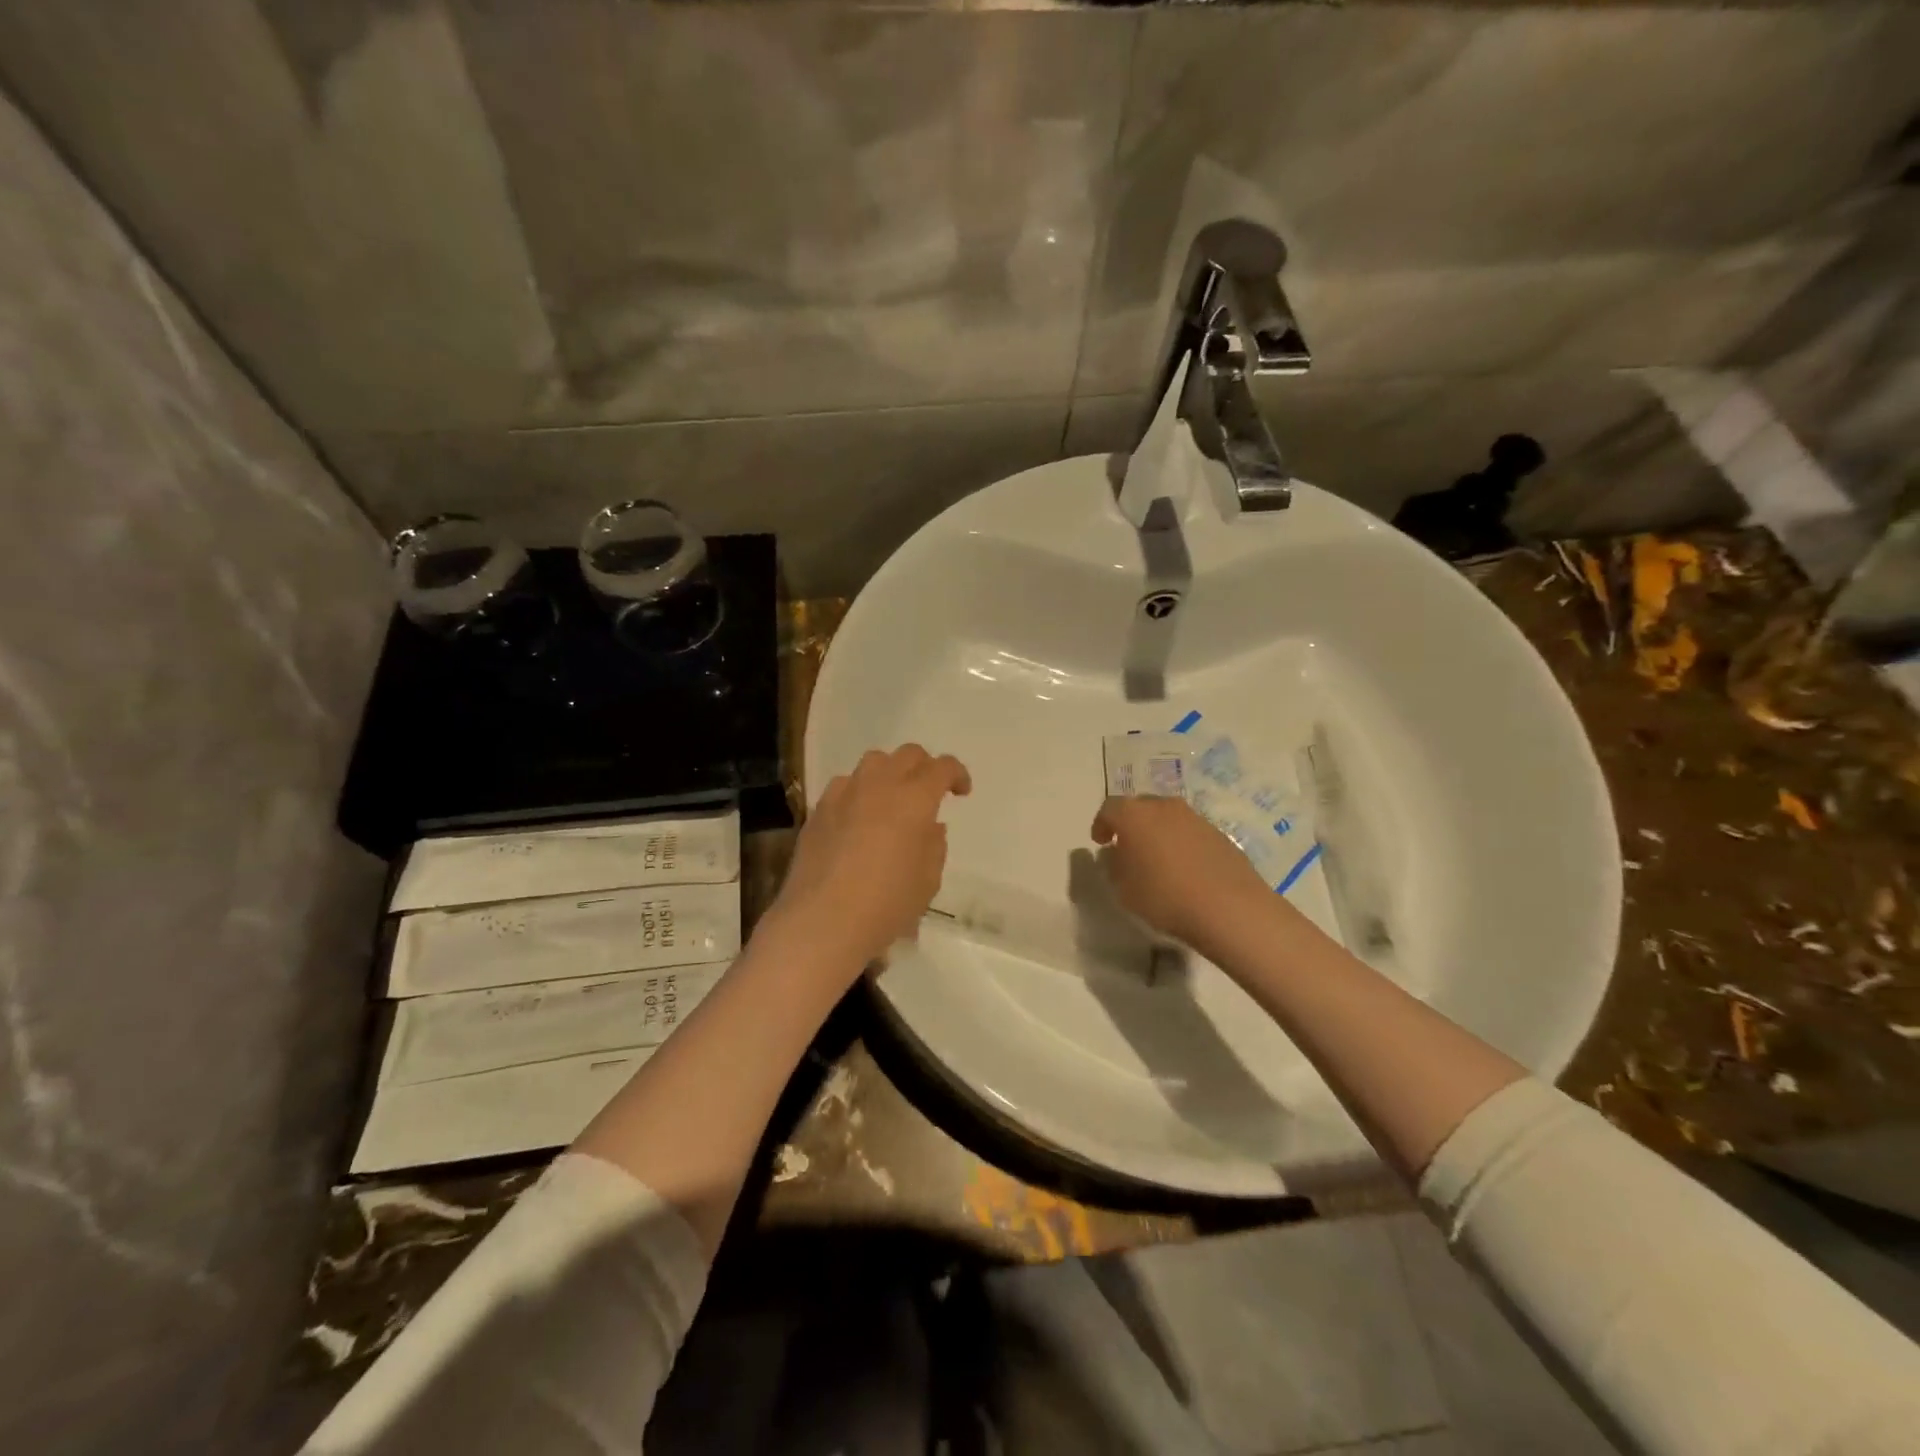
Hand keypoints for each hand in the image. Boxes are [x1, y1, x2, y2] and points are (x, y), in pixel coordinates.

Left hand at [770, 744, 971, 977]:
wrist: (823, 921)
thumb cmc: (887, 903)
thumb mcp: (928, 880)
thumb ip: (934, 845)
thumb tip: (930, 826)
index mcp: (914, 798)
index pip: (941, 768)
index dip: (956, 774)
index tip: (961, 792)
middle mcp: (879, 785)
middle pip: (907, 755)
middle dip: (925, 767)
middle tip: (930, 792)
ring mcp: (844, 794)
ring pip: (873, 763)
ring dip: (890, 774)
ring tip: (892, 800)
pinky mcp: (819, 810)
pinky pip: (845, 785)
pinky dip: (860, 792)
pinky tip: (858, 818)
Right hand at [1091, 795, 1271, 952]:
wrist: (1230, 908)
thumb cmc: (1165, 896)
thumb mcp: (1123, 889)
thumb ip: (1113, 866)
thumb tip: (1116, 853)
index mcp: (1135, 815)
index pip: (1109, 808)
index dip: (1101, 824)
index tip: (1100, 842)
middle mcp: (1165, 807)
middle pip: (1140, 806)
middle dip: (1130, 824)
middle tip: (1127, 847)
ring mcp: (1195, 818)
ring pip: (1168, 817)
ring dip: (1158, 832)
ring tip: (1157, 859)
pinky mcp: (1219, 833)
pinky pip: (1190, 832)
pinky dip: (1181, 843)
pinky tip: (1184, 868)